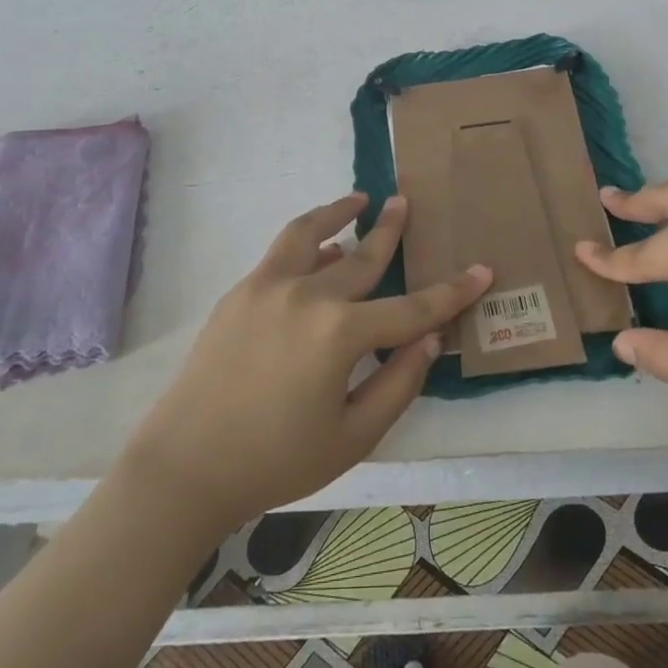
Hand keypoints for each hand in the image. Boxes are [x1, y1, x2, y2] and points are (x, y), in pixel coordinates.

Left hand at [118, 193, 491, 531]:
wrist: (185, 466)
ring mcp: (268, 287)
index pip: (412, 308)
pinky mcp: (240, 292)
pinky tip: (318, 247)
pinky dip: (305, 240)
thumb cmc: (276, 461)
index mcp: (341, 334)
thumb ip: (398, 383)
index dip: (451, 292)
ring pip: (309, 233)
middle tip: (406, 203)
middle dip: (391, 230)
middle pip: (362, 256)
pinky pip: (281, 253)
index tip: (481, 270)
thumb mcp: (353, 437)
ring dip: (337, 213)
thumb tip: (430, 338)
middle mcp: (307, 296)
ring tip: (358, 201)